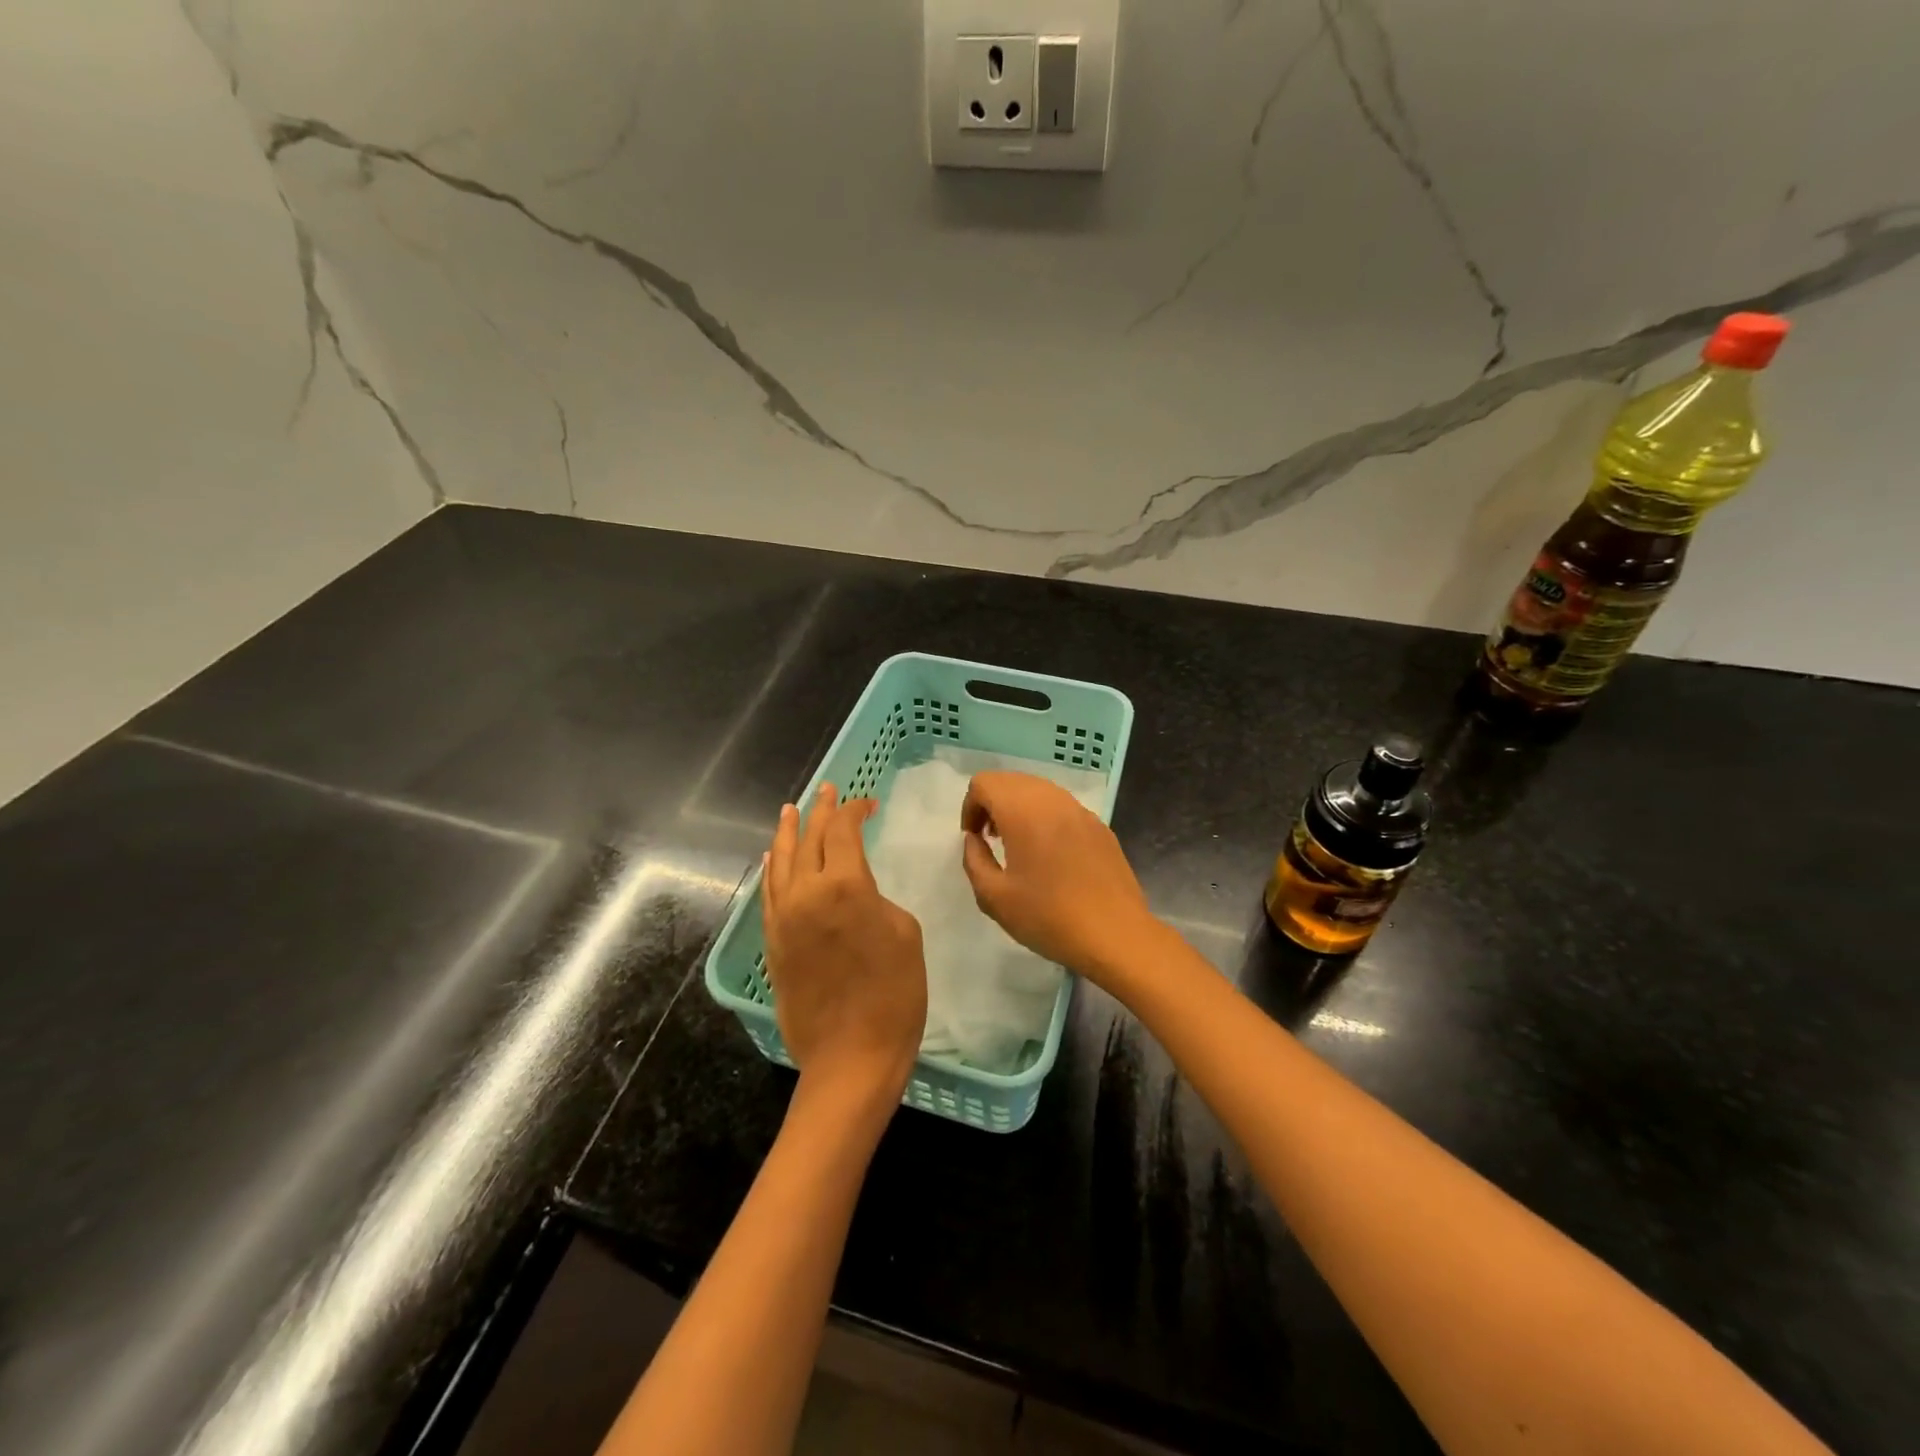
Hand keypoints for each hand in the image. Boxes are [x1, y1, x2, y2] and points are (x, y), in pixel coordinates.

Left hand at [763, 784, 927, 1106]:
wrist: (850, 1057)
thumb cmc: (894, 995)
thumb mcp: (905, 933)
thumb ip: (876, 899)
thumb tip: (857, 895)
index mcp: (845, 885)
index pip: (843, 831)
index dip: (854, 811)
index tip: (867, 803)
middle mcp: (806, 893)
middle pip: (810, 839)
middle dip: (821, 811)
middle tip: (827, 791)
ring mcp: (783, 918)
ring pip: (782, 862)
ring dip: (789, 833)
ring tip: (792, 811)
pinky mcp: (773, 942)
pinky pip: (769, 893)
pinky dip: (773, 869)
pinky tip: (774, 858)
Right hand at [959, 771, 1157, 981]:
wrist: (1115, 935)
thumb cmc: (1048, 917)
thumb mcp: (994, 897)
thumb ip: (974, 859)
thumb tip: (974, 839)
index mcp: (1022, 810)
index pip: (984, 783)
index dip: (970, 807)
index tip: (974, 839)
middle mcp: (1052, 799)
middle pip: (1011, 780)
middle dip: (993, 804)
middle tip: (991, 840)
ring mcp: (1080, 810)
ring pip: (1039, 790)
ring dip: (1020, 809)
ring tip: (1019, 847)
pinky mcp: (1100, 826)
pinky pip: (1063, 808)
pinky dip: (1046, 818)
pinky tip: (1051, 856)